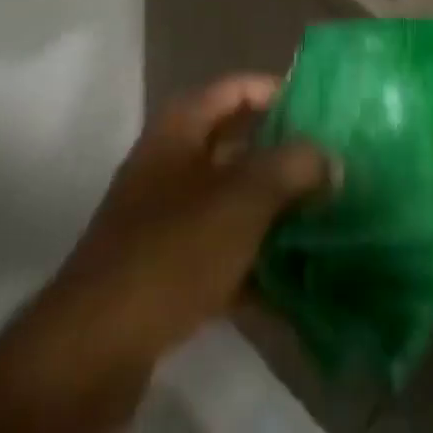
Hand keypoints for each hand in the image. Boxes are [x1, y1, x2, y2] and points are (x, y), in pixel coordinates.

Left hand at [58, 72, 332, 357]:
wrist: (97, 344)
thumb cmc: (173, 247)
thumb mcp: (242, 198)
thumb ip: (293, 168)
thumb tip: (330, 156)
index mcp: (183, 125)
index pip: (240, 88)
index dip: (281, 93)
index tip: (326, 113)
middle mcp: (173, 159)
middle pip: (240, 146)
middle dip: (286, 159)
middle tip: (336, 171)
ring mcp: (167, 215)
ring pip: (233, 202)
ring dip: (275, 215)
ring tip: (327, 226)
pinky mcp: (167, 267)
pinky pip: (221, 253)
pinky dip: (254, 266)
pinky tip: (296, 290)